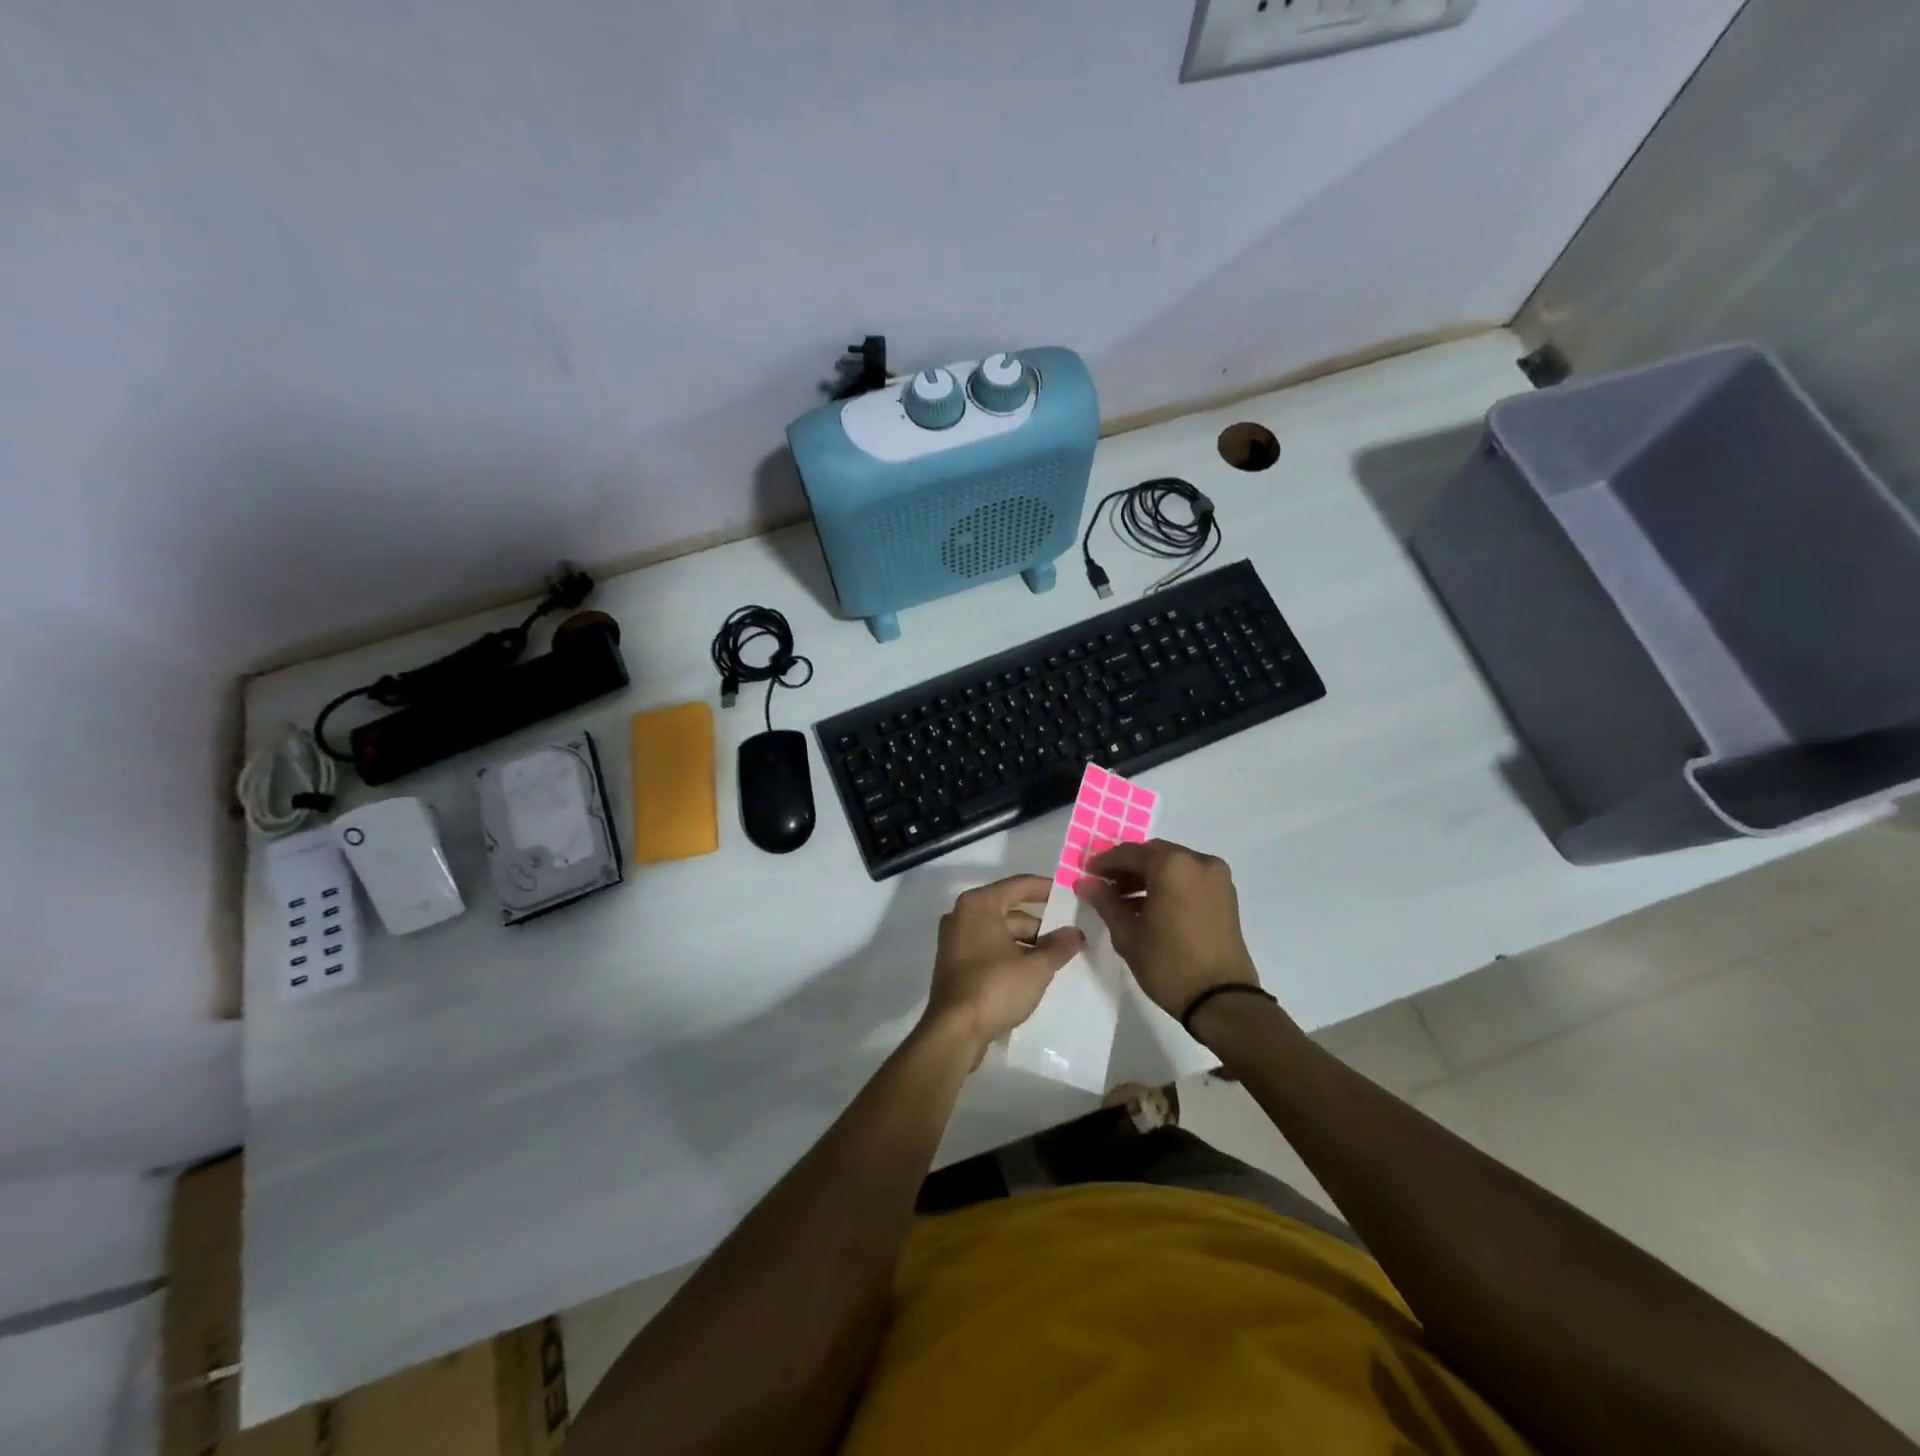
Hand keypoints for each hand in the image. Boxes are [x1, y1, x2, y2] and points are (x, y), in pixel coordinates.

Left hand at [923, 874, 1083, 1060]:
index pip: (1018, 885)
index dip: (1046, 888)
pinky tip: (1032, 974)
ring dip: (1027, 944)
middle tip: (1069, 937)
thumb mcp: (1036, 967)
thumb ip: (1059, 946)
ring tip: (1056, 959)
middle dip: (1040, 925)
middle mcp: (962, 916)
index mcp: (979, 905)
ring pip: (1000, 933)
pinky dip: (1010, 956)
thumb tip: (1076, 933)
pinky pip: (989, 950)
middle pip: (1009, 911)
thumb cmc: (995, 987)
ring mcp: (955, 941)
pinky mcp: (955, 965)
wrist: (954, 1032)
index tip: (1069, 894)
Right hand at [1075, 839, 1260, 1019]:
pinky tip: (1150, 907)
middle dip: (1128, 867)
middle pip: (1154, 854)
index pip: (1130, 853)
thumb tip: (1085, 882)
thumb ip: (1105, 901)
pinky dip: (1169, 885)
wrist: (1222, 1000)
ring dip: (1148, 876)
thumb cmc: (1168, 963)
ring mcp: (1217, 878)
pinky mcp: (1226, 896)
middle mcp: (1198, 861)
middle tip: (1105, 884)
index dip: (1105, 862)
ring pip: (1173, 865)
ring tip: (1124, 900)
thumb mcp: (1127, 933)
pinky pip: (1190, 878)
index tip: (1087, 873)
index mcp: (1173, 865)